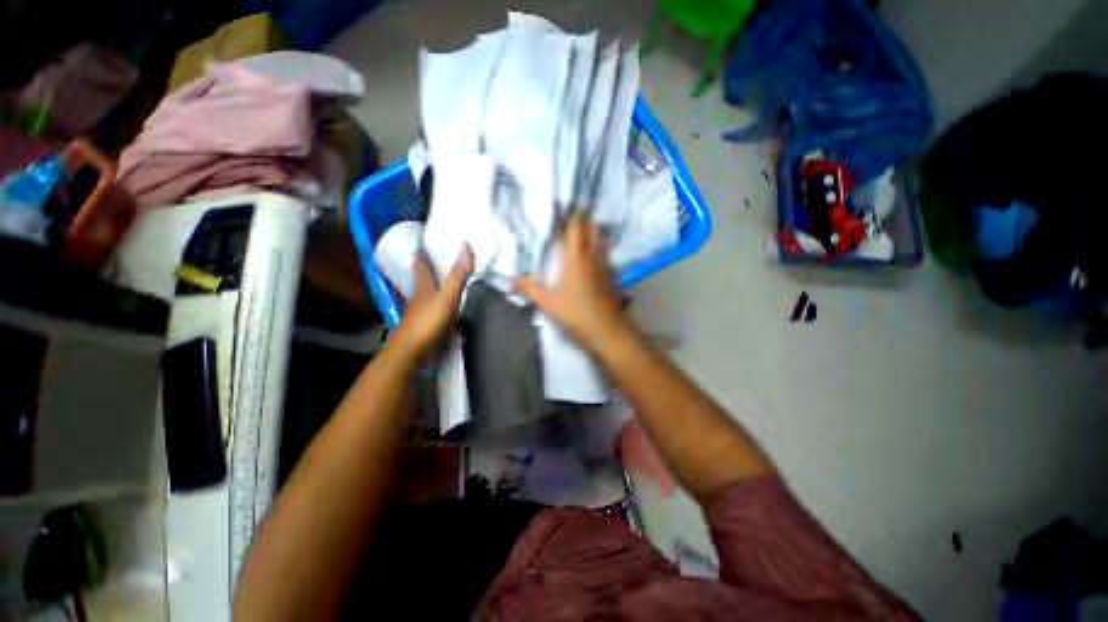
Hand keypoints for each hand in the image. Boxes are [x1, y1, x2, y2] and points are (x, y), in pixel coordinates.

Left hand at [391, 245, 473, 361]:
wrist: (411, 353)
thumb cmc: (429, 322)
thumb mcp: (447, 297)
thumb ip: (458, 275)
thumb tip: (466, 245)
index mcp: (423, 288)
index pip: (420, 266)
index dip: (421, 254)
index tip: (421, 243)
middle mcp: (418, 298)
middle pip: (421, 280)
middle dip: (425, 269)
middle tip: (433, 258)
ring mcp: (419, 313)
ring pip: (424, 295)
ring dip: (430, 286)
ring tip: (440, 279)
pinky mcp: (422, 326)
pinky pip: (430, 309)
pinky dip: (435, 303)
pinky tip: (441, 307)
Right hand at [516, 214, 634, 353]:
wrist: (607, 330)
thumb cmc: (575, 313)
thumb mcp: (547, 302)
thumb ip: (528, 288)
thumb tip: (510, 278)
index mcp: (576, 258)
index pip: (575, 228)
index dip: (571, 214)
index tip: (567, 203)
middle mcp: (594, 256)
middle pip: (592, 230)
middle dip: (585, 219)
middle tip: (576, 214)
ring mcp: (607, 266)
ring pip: (602, 242)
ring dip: (595, 234)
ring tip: (587, 231)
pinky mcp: (614, 277)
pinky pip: (608, 257)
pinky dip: (602, 251)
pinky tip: (597, 259)